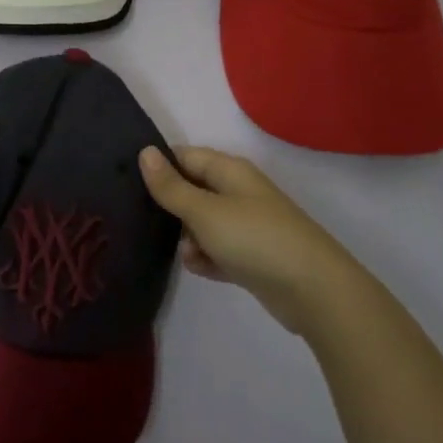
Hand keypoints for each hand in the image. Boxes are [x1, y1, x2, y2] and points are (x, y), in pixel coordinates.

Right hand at [138, 145, 370, 337]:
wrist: (313, 290)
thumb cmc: (254, 239)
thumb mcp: (204, 211)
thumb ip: (171, 186)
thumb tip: (145, 152)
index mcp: (229, 171)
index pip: (184, 156)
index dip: (158, 167)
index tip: (128, 185)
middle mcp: (238, 192)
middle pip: (191, 190)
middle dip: (171, 208)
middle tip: (147, 224)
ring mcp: (246, 225)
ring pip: (201, 224)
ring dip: (188, 239)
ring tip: (190, 254)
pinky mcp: (251, 256)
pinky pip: (217, 250)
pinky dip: (207, 258)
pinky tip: (203, 269)